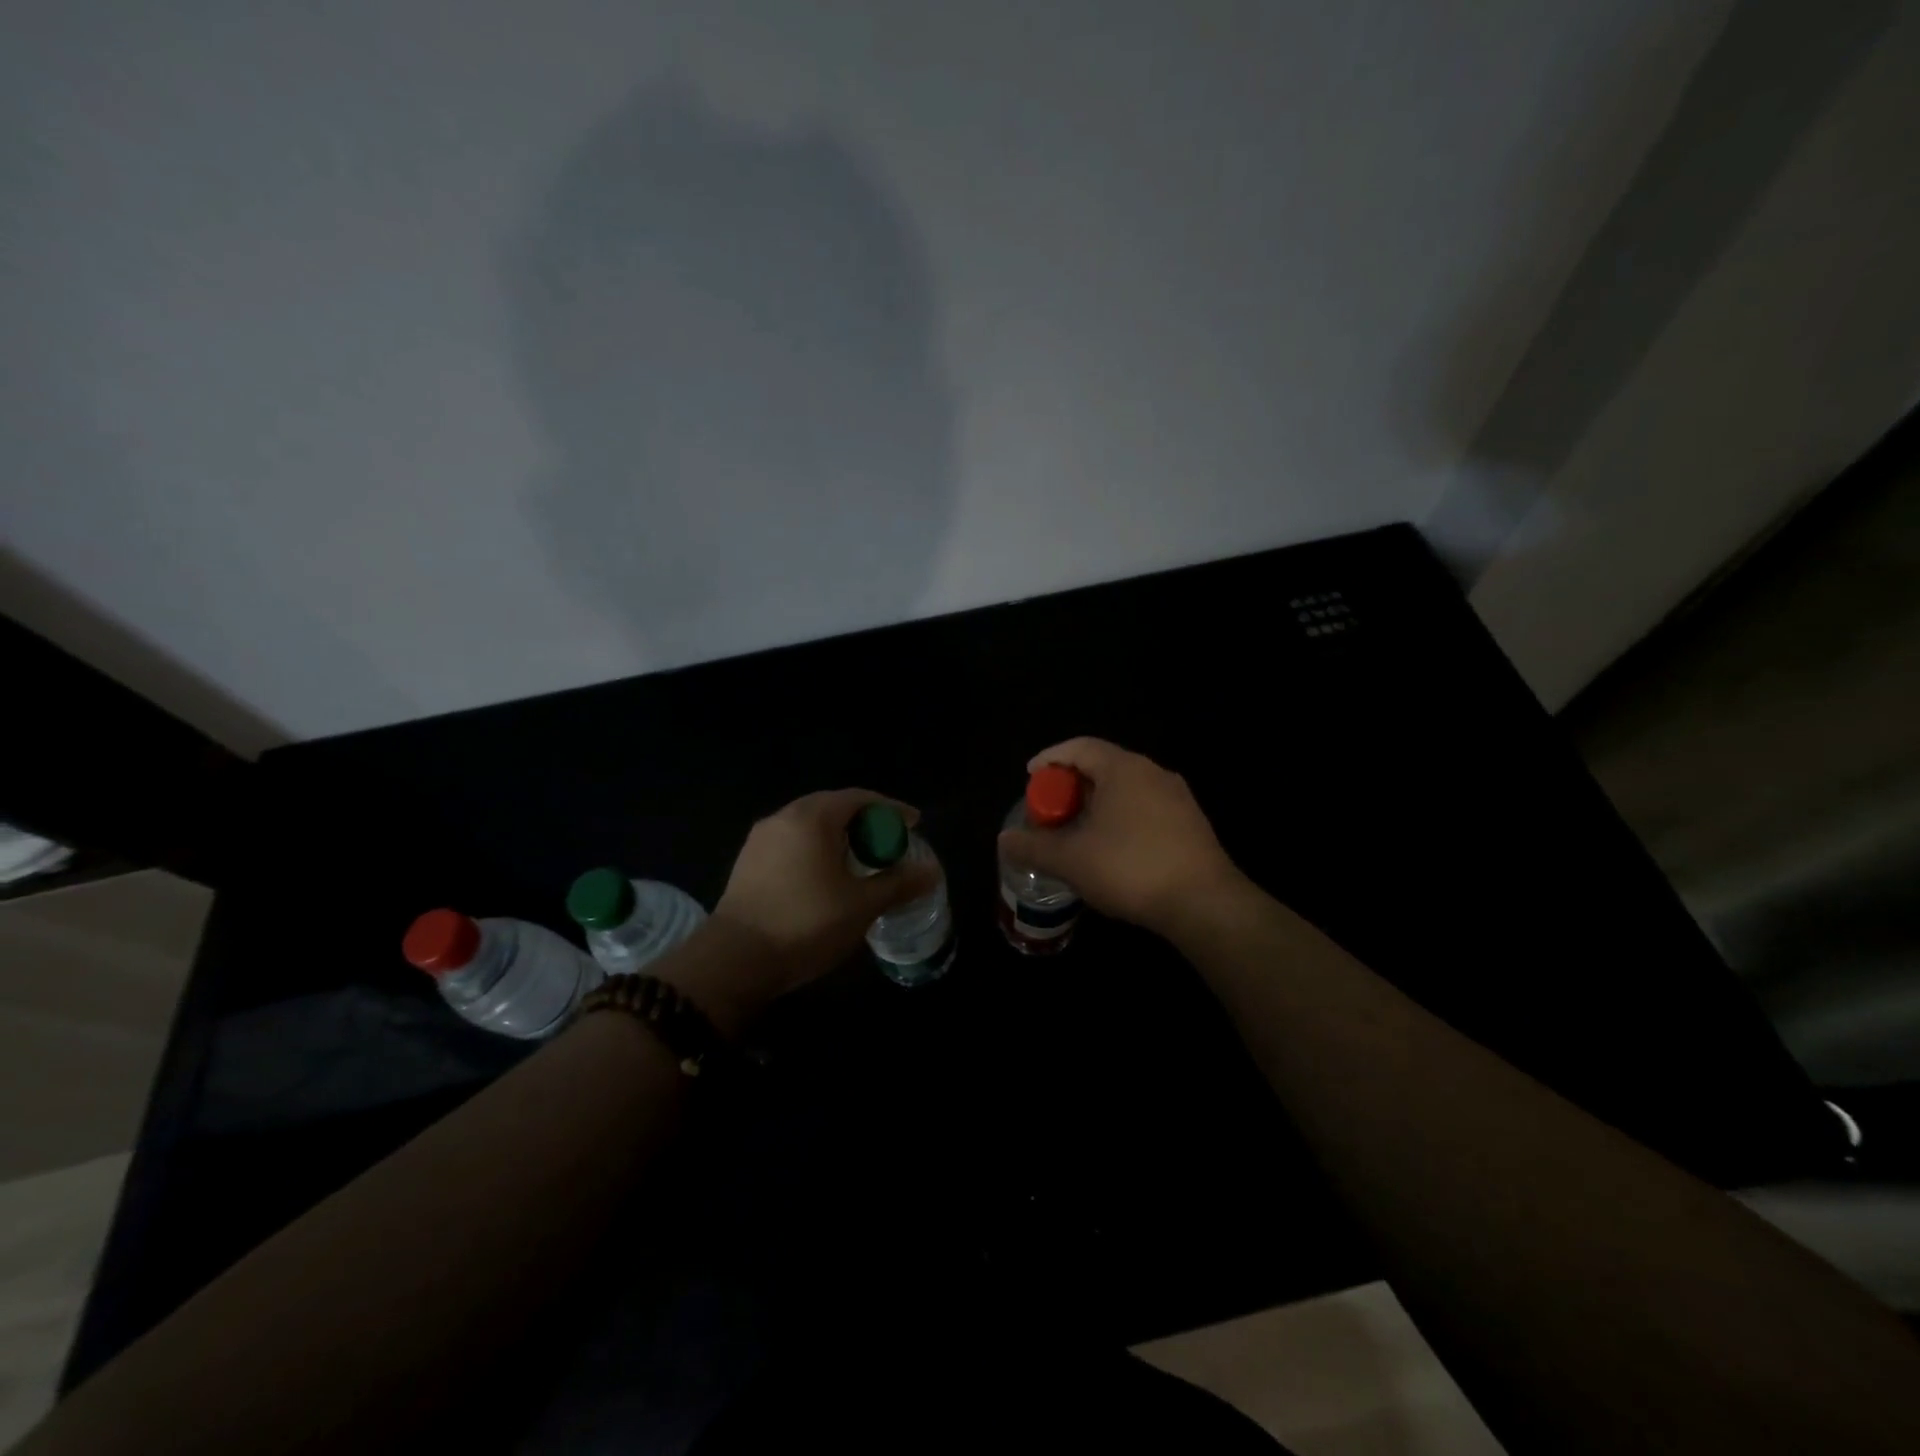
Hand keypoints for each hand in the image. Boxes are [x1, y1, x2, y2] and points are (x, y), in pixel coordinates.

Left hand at [670, 789, 938, 1030]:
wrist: (734, 961)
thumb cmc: (805, 924)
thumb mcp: (862, 905)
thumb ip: (899, 884)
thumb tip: (932, 872)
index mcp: (812, 818)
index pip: (859, 798)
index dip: (891, 809)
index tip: (913, 824)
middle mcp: (783, 818)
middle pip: (832, 807)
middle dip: (865, 822)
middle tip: (889, 843)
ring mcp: (760, 840)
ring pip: (809, 826)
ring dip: (839, 837)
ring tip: (861, 861)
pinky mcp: (747, 863)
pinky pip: (792, 843)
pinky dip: (816, 850)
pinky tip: (826, 878)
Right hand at [997, 737, 1246, 936]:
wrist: (1204, 903)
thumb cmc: (1130, 869)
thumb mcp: (1071, 860)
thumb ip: (1033, 846)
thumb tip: (1004, 840)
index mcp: (1123, 769)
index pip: (1079, 747)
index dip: (1050, 759)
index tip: (1030, 777)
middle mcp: (1153, 772)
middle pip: (1103, 766)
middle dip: (1071, 786)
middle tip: (1050, 810)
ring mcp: (1177, 797)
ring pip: (1126, 789)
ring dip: (1097, 804)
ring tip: (1077, 831)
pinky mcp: (1191, 823)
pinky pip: (1145, 808)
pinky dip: (1121, 818)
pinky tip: (1112, 849)